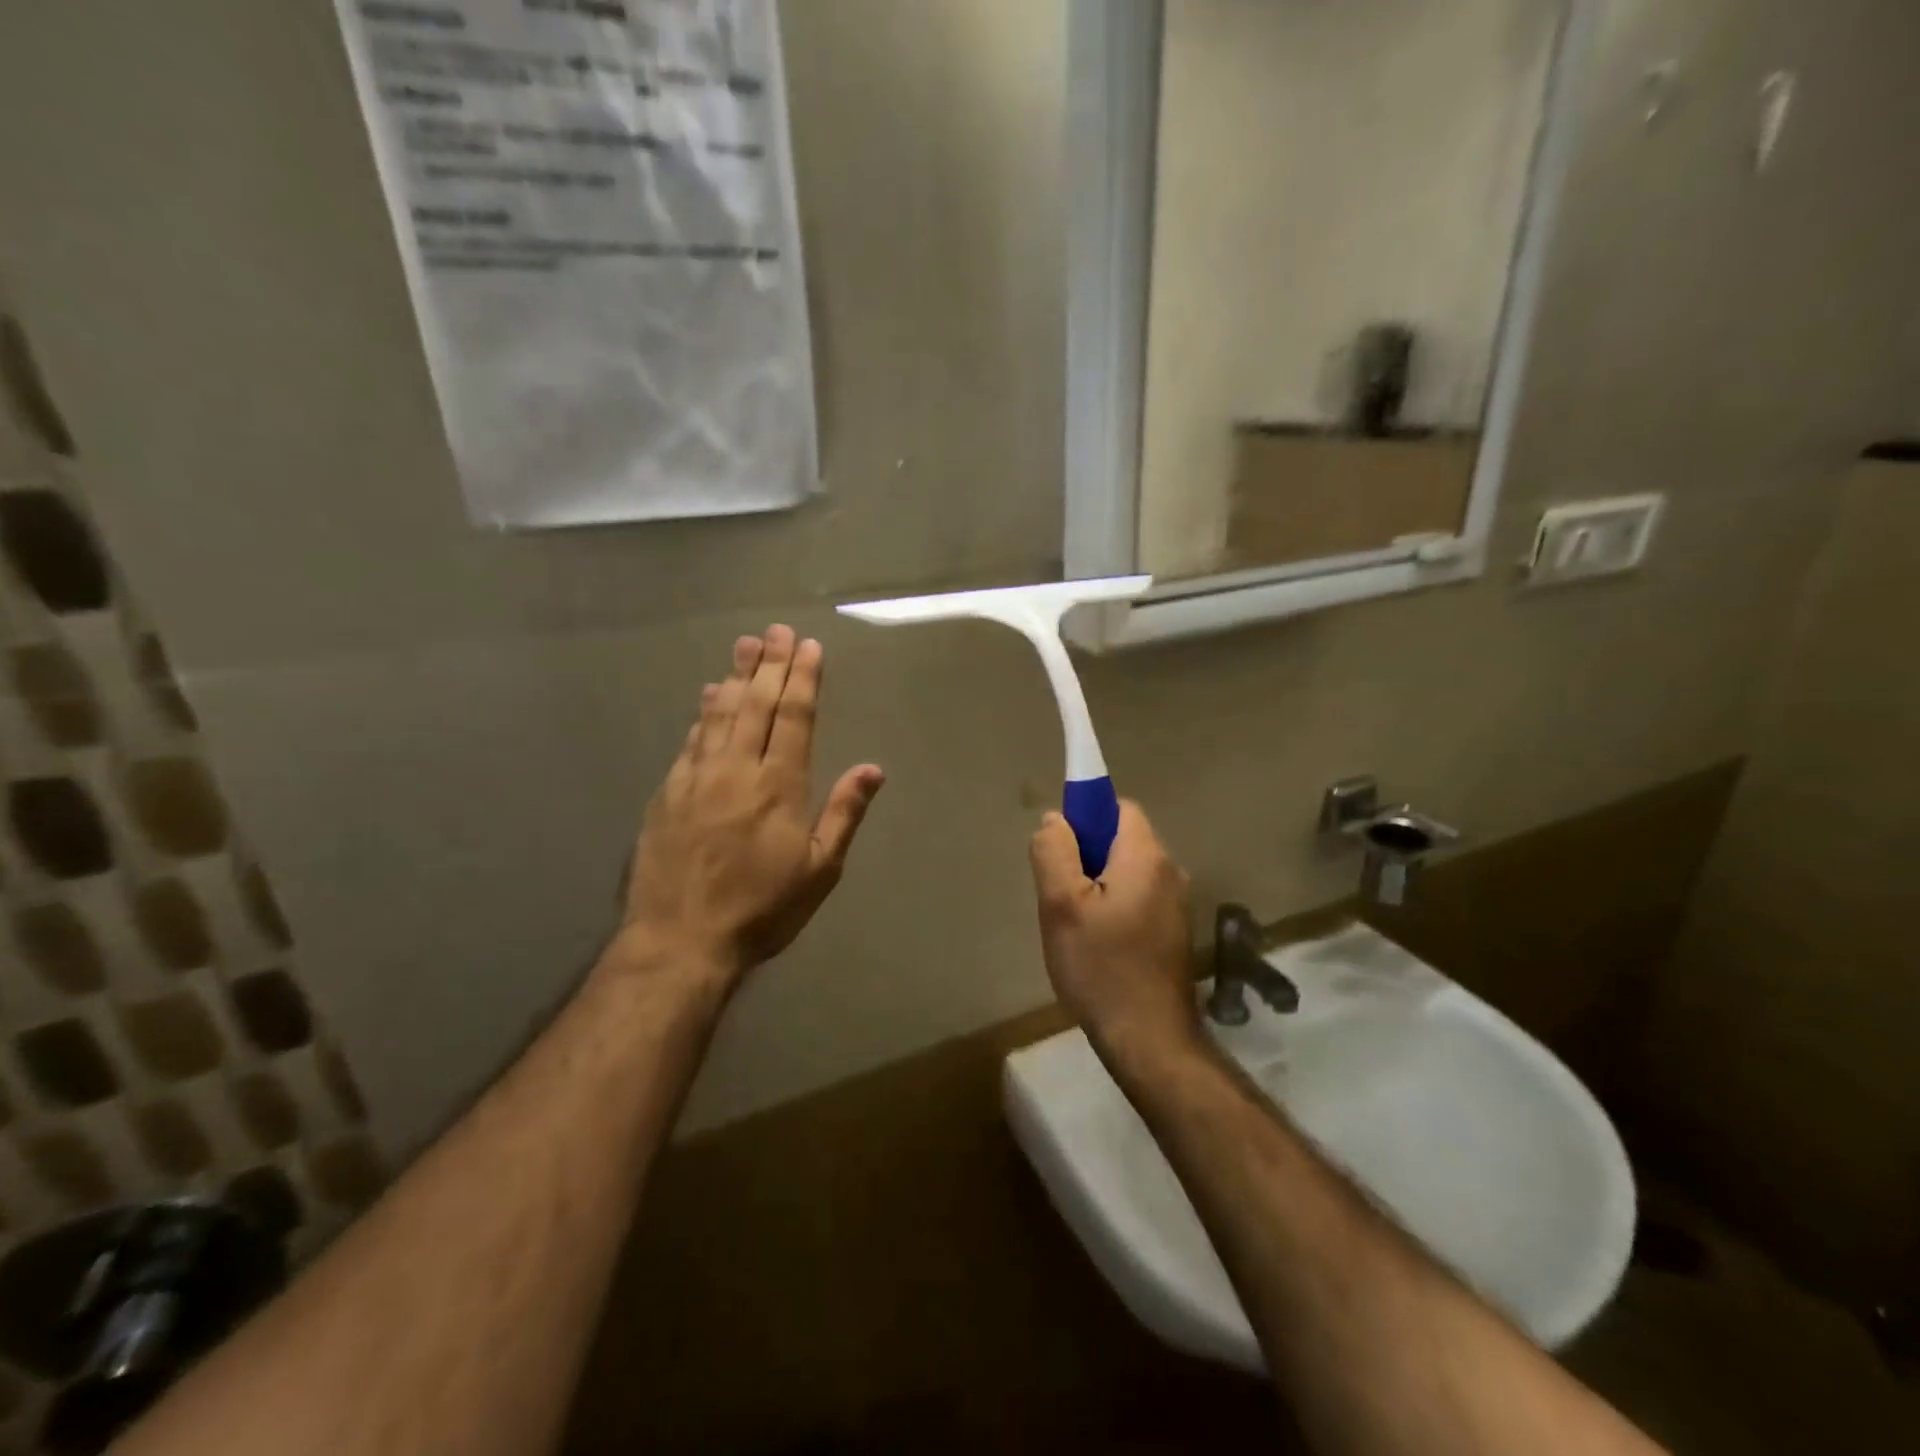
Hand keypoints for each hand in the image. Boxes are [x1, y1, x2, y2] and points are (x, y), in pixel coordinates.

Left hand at [616, 625, 883, 987]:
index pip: (793, 716)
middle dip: (769, 665)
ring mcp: (697, 777)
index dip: (802, 678)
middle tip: (776, 631)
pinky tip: (708, 697)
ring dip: (735, 677)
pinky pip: (691, 740)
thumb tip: (873, 768)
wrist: (681, 940)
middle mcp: (737, 769)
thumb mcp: (820, 870)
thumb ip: (844, 813)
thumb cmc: (762, 909)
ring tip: (745, 646)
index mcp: (779, 785)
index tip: (807, 647)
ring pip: (719, 714)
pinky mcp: (668, 793)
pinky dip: (703, 714)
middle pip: (755, 704)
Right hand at [1029, 801, 1201, 1070]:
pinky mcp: (1172, 932)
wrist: (1148, 1039)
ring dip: (1096, 884)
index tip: (1059, 848)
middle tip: (1059, 893)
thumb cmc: (1101, 967)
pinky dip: (1112, 906)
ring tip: (1073, 923)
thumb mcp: (1061, 905)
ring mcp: (1175, 905)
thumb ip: (1055, 852)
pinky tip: (1095, 943)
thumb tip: (1056, 819)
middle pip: (1121, 839)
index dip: (1085, 815)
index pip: (1117, 807)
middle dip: (1085, 855)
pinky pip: (1136, 898)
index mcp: (1146, 857)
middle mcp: (1169, 872)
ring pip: (1126, 872)